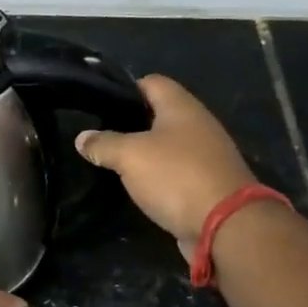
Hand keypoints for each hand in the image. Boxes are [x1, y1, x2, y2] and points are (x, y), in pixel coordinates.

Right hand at [76, 74, 257, 246]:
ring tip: (113, 162)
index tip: (99, 105)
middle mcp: (197, 124)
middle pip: (159, 114)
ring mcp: (205, 155)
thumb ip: (104, 144)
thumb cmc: (176, 176)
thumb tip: (82, 138)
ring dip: (144, 153)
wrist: (225, 224)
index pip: (151, 82)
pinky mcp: (206, 183)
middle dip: (130, 124)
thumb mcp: (130, 156)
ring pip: (167, 145)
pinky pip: (175, 171)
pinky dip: (157, 176)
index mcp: (181, 107)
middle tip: (100, 137)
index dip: (124, 89)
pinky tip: (138, 186)